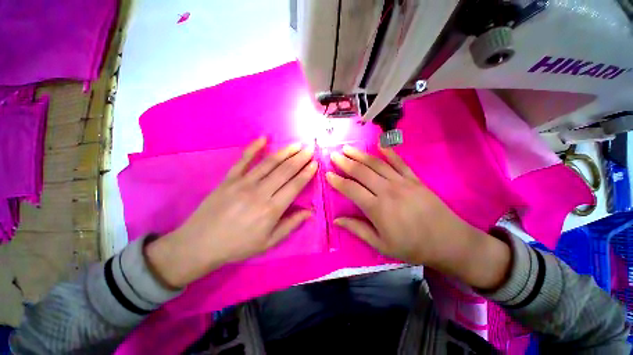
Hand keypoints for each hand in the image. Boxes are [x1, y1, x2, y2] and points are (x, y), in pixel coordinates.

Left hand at [146, 137, 317, 287]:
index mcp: (271, 209)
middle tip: (310, 149)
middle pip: (285, 171)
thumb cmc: (238, 245)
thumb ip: (290, 225)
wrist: (200, 244)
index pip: (295, 185)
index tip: (315, 163)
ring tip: (297, 144)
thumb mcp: (268, 242)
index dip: (306, 173)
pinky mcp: (229, 178)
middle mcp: (260, 192)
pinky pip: (243, 159)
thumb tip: (310, 212)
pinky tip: (263, 138)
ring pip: (269, 163)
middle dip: (300, 158)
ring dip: (285, 152)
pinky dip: (253, 147)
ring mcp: (243, 183)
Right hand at [326, 145, 510, 289]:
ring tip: (348, 148)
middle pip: (361, 172)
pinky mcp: (414, 179)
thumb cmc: (412, 246)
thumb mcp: (381, 245)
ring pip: (376, 164)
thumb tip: (337, 220)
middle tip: (334, 155)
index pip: (351, 189)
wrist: (448, 241)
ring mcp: (402, 182)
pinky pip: (399, 162)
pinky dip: (388, 152)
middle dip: (345, 162)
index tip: (328, 174)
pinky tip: (379, 144)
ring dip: (360, 155)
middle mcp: (387, 191)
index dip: (337, 181)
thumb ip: (357, 230)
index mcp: (377, 208)